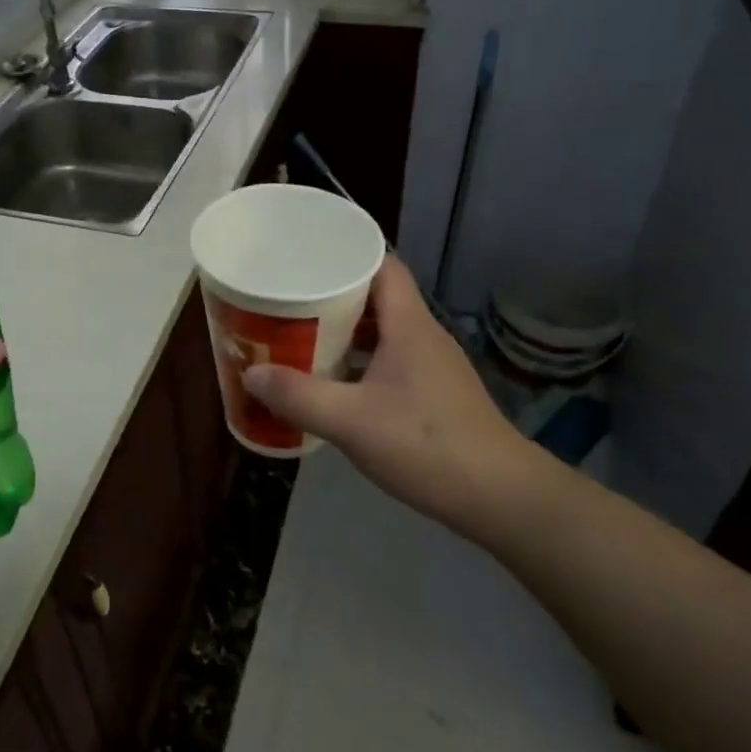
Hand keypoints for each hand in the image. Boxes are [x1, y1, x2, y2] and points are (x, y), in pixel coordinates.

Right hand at [241, 256, 545, 539]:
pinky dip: (360, 361)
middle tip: (288, 300)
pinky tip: (334, 383)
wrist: (500, 497)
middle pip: (376, 297)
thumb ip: (299, 396)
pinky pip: (389, 360)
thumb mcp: (351, 421)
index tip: (304, 258)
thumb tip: (250, 373)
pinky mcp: (434, 394)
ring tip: (301, 336)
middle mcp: (423, 335)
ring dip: (345, 331)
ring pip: (382, 332)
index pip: (382, 265)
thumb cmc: (426, 445)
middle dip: (332, 295)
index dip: (346, 254)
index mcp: (409, 325)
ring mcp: (432, 366)